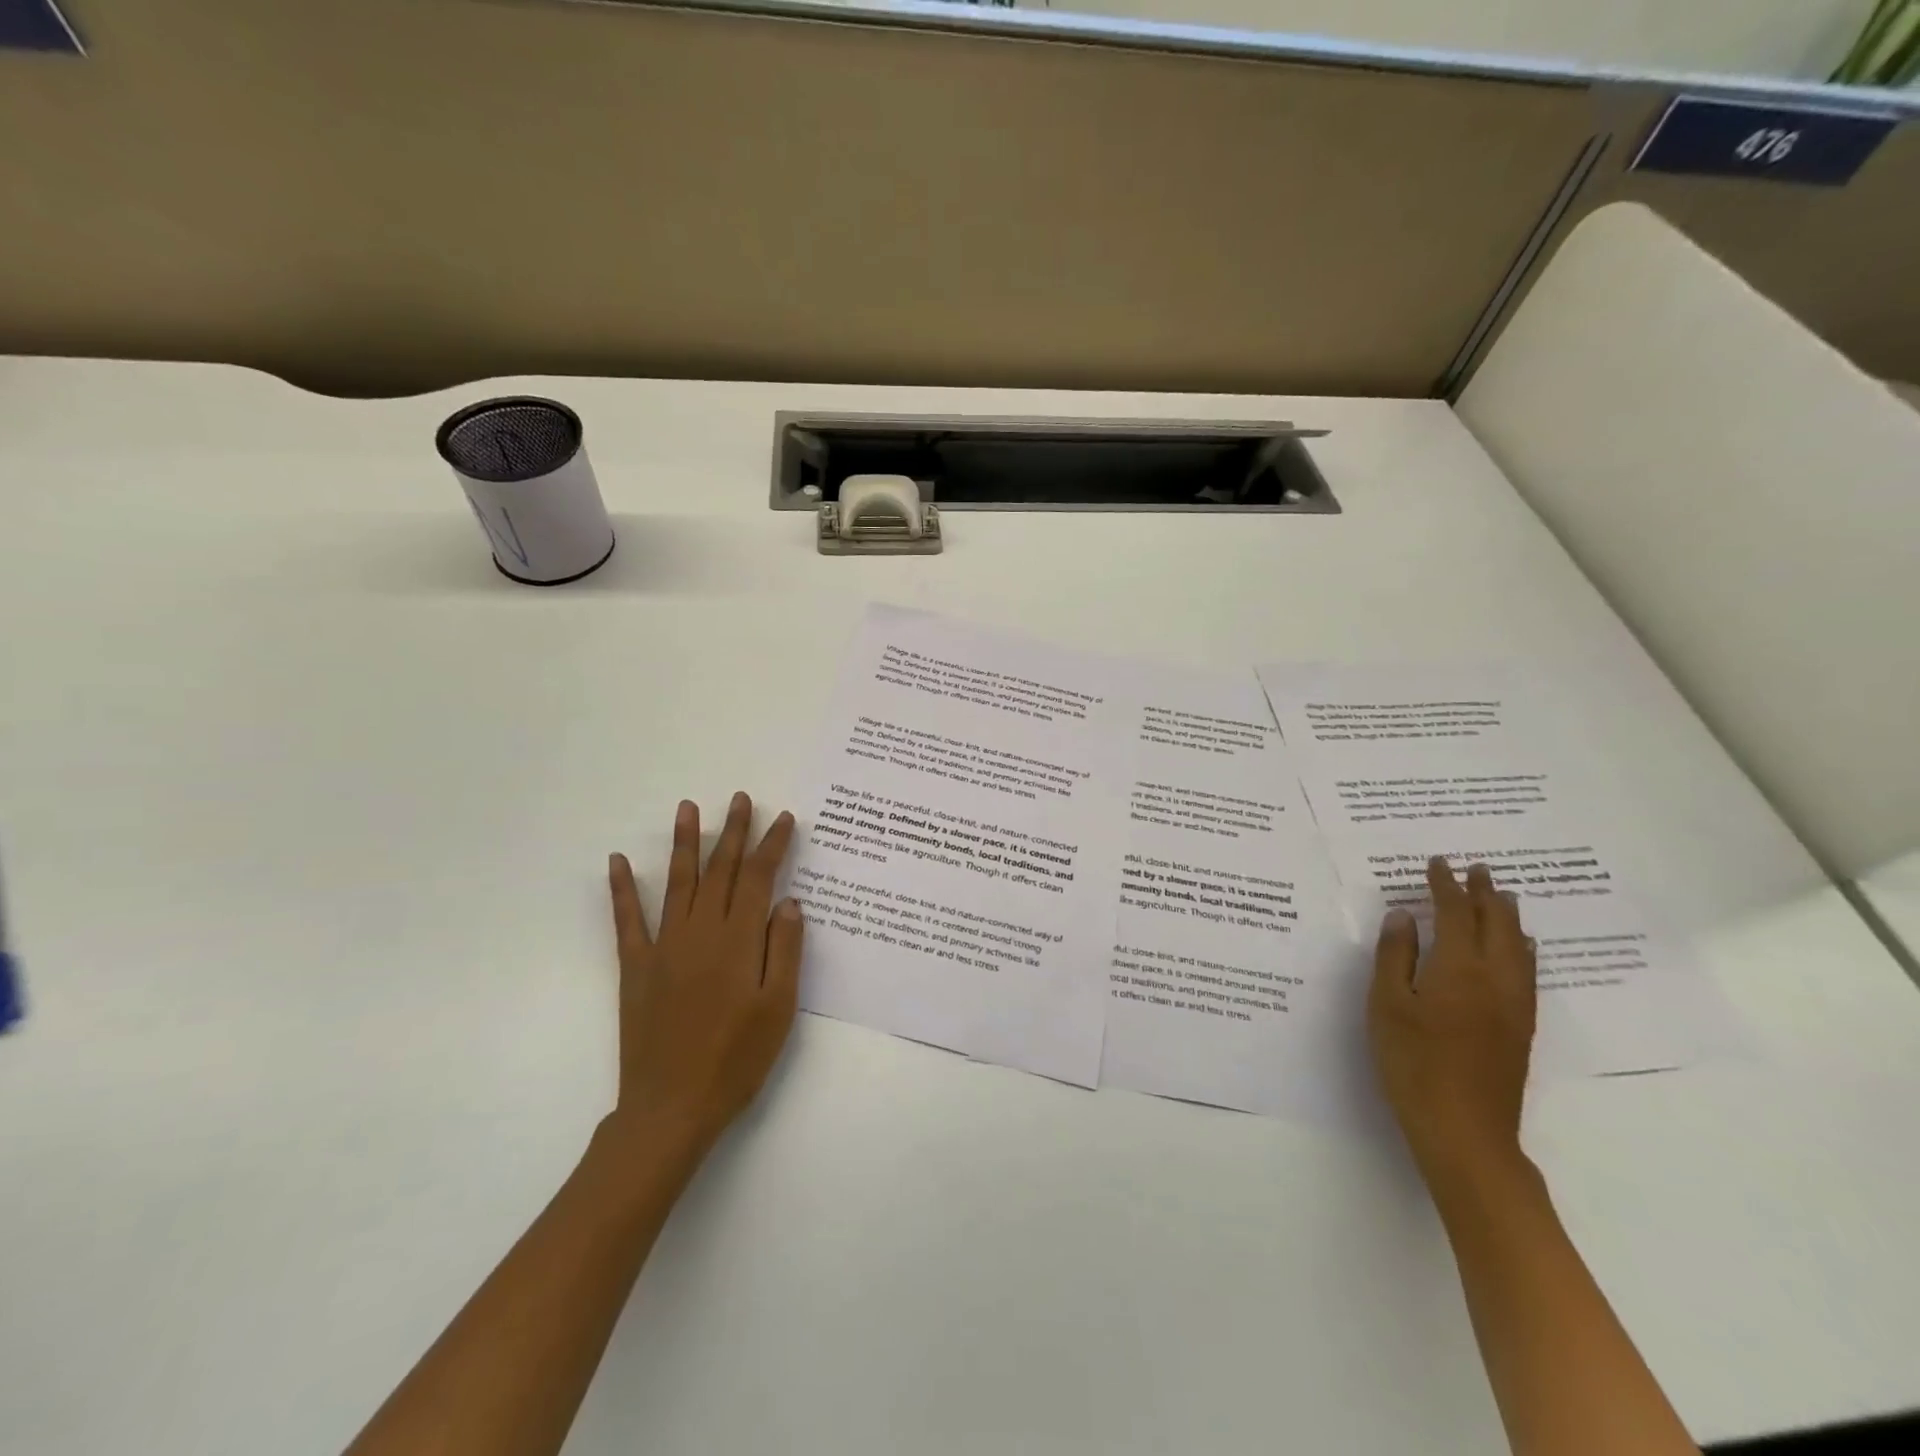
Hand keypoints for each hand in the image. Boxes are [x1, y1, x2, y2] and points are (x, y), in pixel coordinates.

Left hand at [603, 793, 804, 1169]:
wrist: (672, 1107)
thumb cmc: (737, 1060)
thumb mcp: (779, 1008)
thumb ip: (785, 950)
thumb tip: (788, 901)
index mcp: (739, 941)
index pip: (758, 879)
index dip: (771, 846)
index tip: (782, 819)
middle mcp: (700, 932)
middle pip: (720, 871)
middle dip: (733, 832)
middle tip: (741, 798)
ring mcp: (664, 947)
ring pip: (678, 883)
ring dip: (685, 843)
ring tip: (688, 808)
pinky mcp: (636, 967)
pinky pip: (627, 920)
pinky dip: (622, 890)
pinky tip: (617, 862)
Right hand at [1369, 857, 1536, 1185]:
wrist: (1465, 1130)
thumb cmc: (1413, 1062)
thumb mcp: (1387, 1004)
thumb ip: (1395, 956)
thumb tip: (1402, 915)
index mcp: (1459, 968)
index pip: (1455, 913)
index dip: (1445, 885)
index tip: (1437, 863)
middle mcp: (1495, 978)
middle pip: (1496, 924)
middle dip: (1484, 894)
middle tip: (1476, 869)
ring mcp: (1514, 1004)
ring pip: (1518, 946)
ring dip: (1508, 917)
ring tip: (1502, 896)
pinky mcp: (1520, 1026)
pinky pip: (1527, 971)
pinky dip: (1523, 947)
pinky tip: (1521, 948)